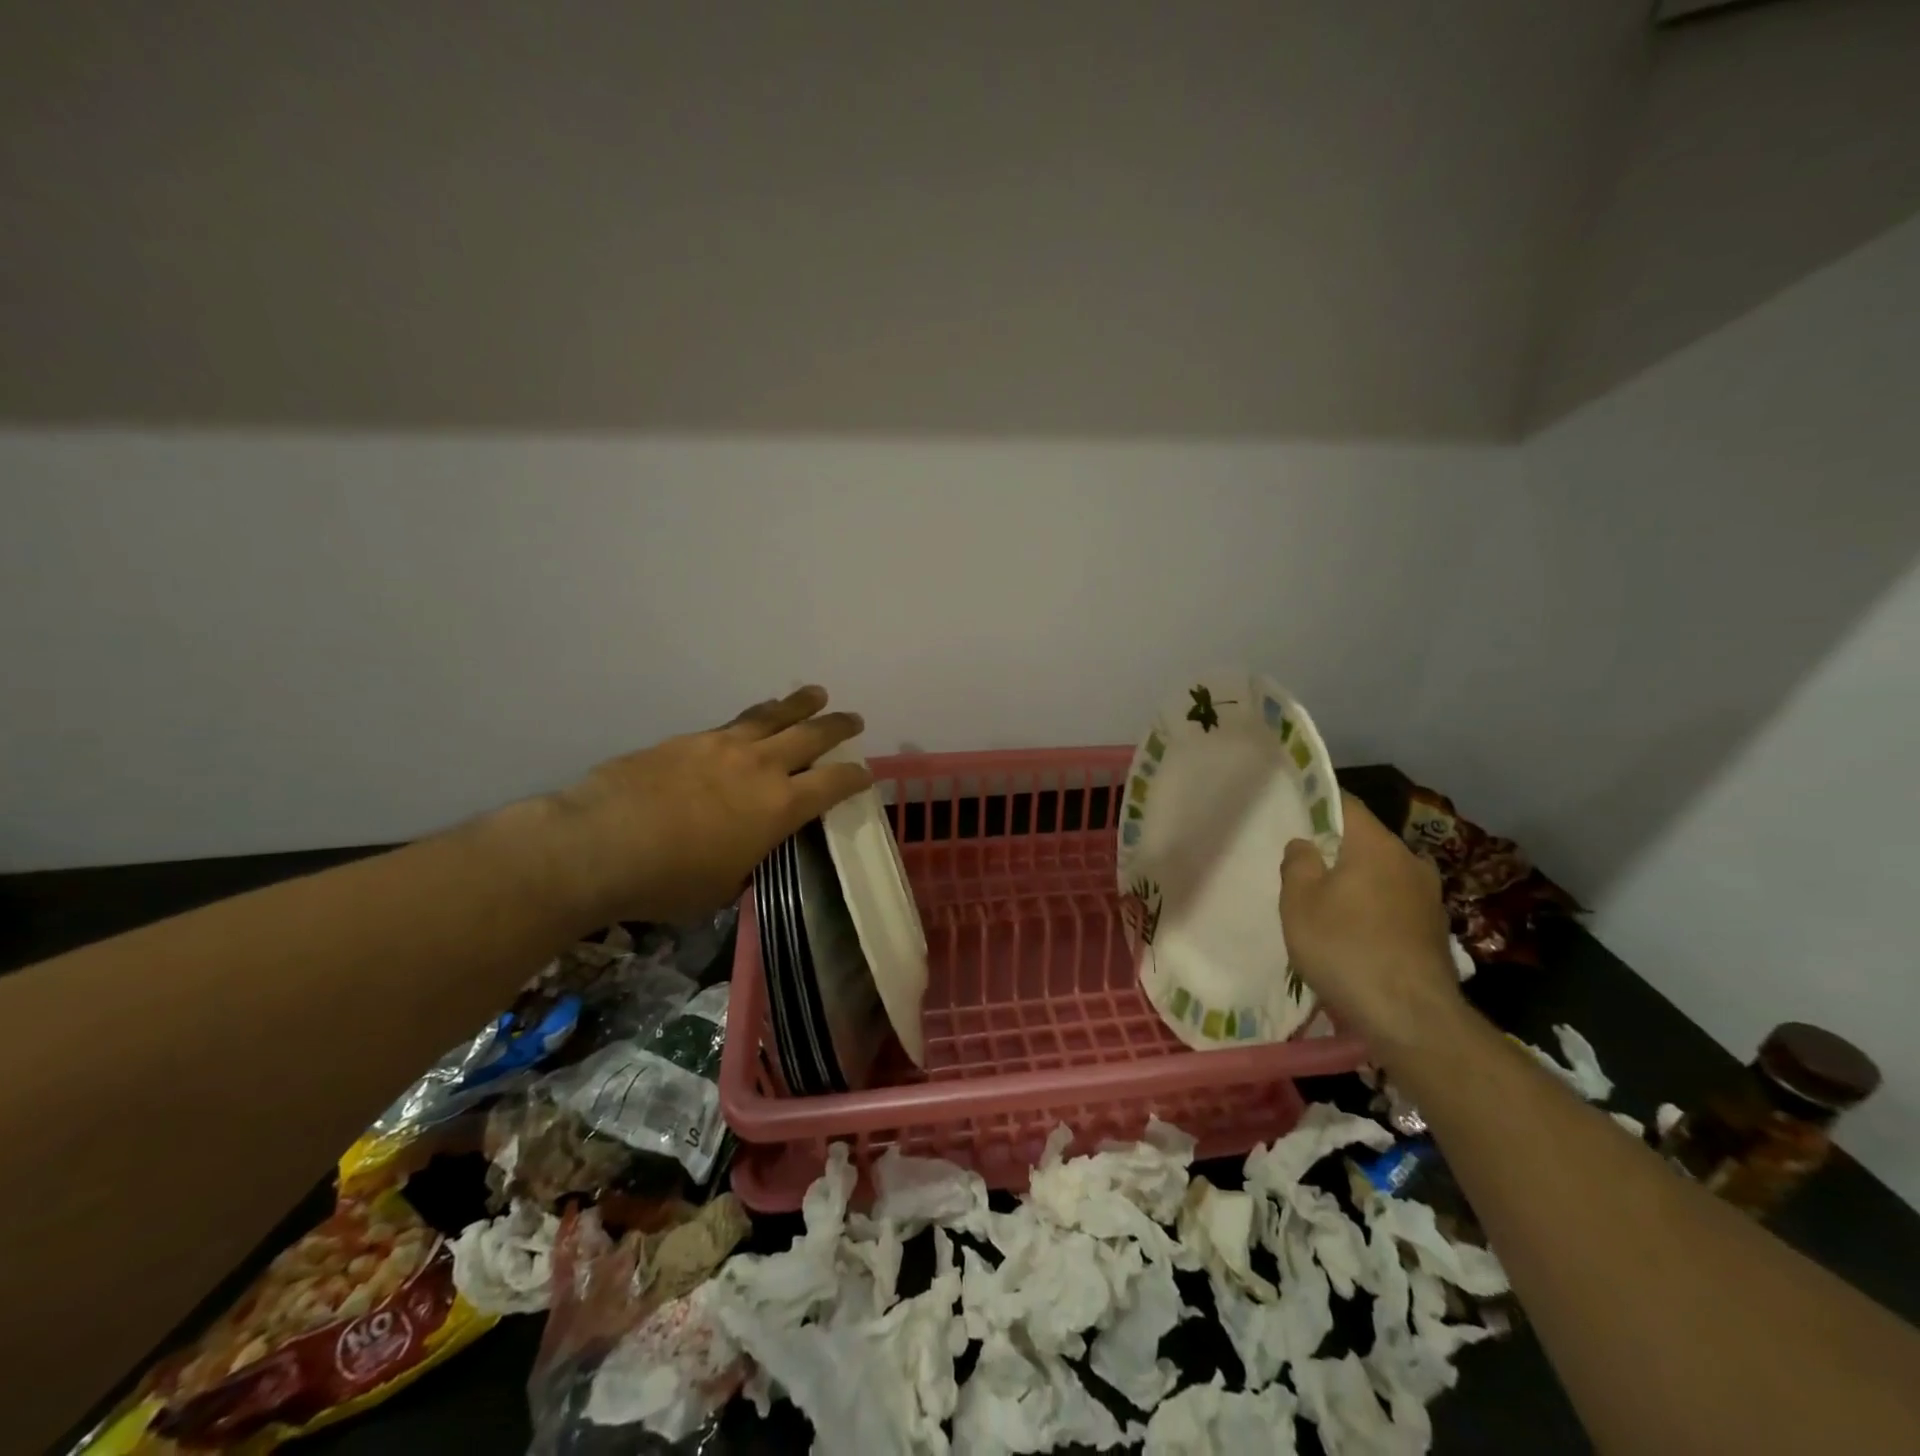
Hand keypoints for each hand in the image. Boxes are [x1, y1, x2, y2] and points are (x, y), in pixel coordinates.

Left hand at [550, 686, 872, 925]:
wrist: (600, 844)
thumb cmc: (670, 880)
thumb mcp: (724, 886)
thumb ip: (748, 862)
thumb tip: (750, 853)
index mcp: (779, 807)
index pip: (833, 784)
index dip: (855, 777)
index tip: (866, 773)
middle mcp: (761, 767)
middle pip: (811, 736)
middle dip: (837, 727)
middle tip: (853, 719)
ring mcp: (723, 747)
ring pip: (773, 716)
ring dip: (799, 704)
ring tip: (815, 694)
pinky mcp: (689, 740)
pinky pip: (734, 721)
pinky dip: (756, 715)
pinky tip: (755, 715)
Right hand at [1279, 792, 1464, 1058]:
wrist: (1411, 1017)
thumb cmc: (1345, 948)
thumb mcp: (1299, 902)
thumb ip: (1298, 863)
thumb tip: (1306, 845)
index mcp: (1376, 845)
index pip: (1346, 804)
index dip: (1319, 803)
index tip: (1296, 813)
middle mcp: (1410, 860)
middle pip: (1366, 841)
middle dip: (1337, 850)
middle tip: (1306, 868)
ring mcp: (1429, 897)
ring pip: (1383, 874)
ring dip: (1358, 882)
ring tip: (1330, 906)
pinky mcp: (1436, 930)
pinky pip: (1396, 904)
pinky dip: (1375, 909)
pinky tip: (1357, 935)